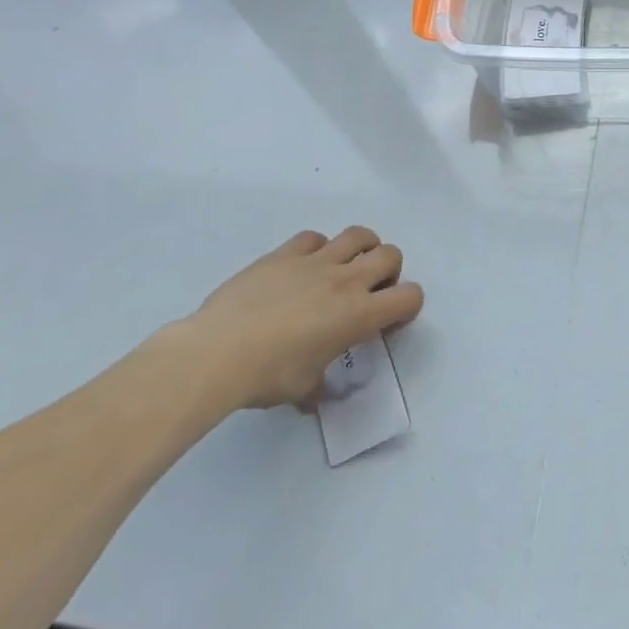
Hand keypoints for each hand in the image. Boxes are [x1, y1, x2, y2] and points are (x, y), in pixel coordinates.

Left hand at [178, 227, 423, 410]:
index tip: (386, 325)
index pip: (410, 296)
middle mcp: (346, 280)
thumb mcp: (302, 389)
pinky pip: (314, 238)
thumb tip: (316, 393)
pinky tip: (302, 268)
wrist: (218, 352)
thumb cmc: (268, 376)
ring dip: (361, 249)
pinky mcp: (285, 253)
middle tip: (368, 293)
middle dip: (388, 272)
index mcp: (359, 314)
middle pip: (391, 254)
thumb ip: (320, 384)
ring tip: (344, 269)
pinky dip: (317, 249)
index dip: (406, 308)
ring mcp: (316, 261)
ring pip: (358, 235)